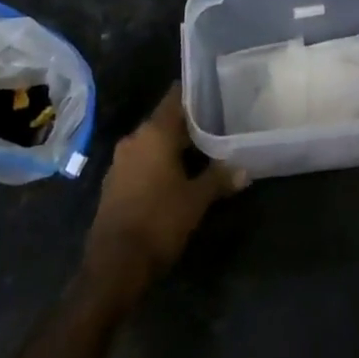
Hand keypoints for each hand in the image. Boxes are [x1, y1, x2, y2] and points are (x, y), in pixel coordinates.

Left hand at [82, 84, 244, 300]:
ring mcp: (120, 161)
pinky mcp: (113, 183)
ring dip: (170, 146)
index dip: (192, 95)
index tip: (211, 93)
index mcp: (155, 133)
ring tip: (197, 152)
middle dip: (185, 125)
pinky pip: (139, 161)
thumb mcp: (196, 200)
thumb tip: (245, 170)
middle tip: (213, 126)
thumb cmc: (160, 221)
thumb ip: (219, 179)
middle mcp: (134, 139)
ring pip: (150, 142)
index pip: (174, 99)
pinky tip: (172, 176)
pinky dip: (155, 163)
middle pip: (163, 121)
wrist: (115, 264)